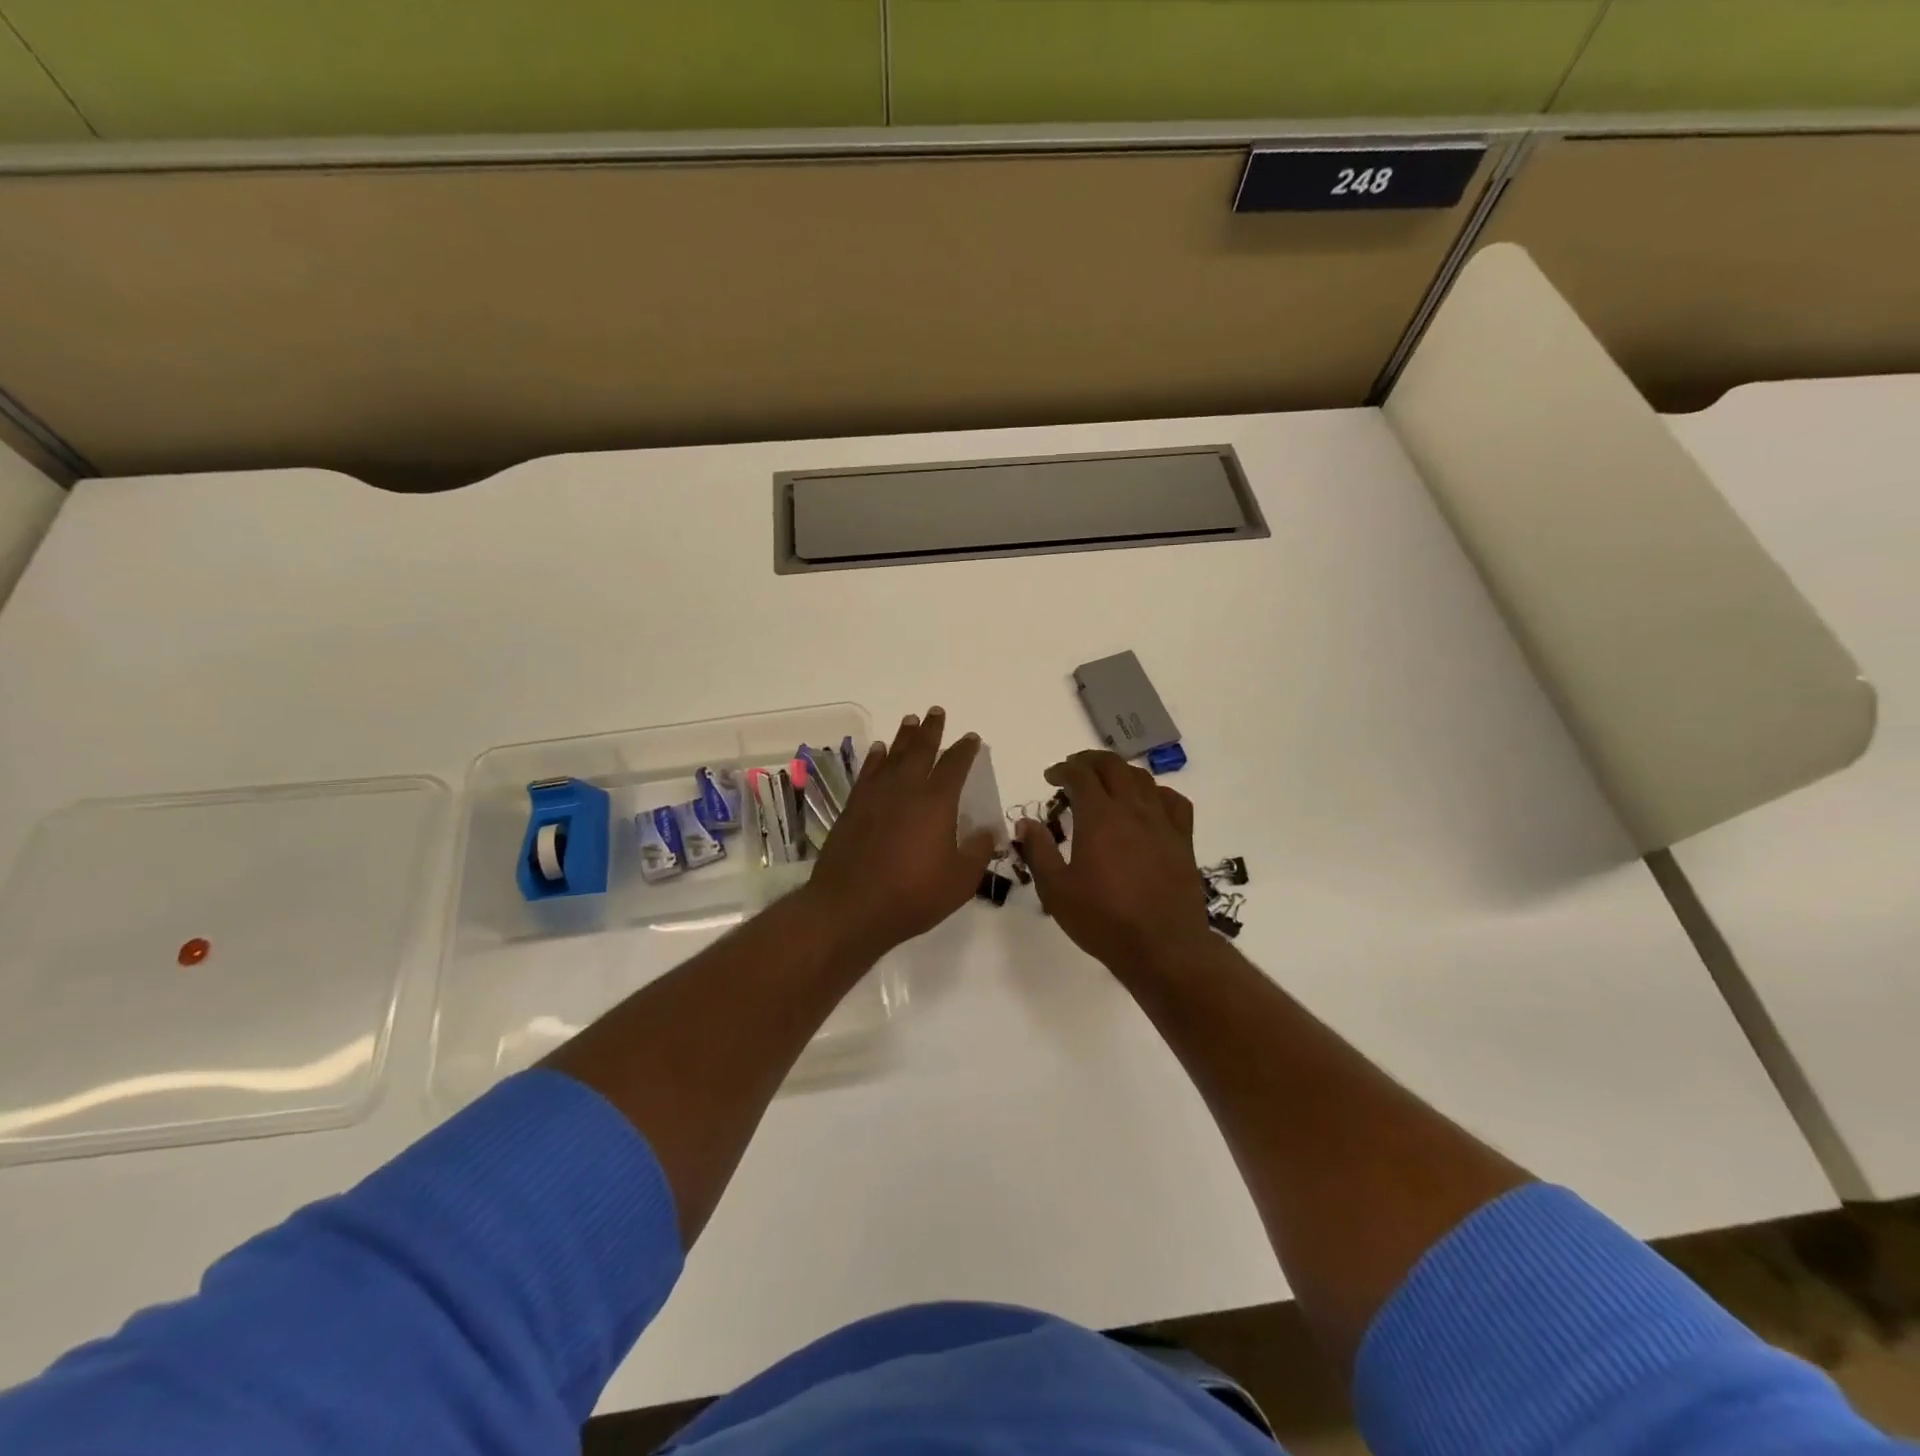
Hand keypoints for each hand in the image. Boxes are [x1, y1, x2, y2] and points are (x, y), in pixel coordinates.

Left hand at [802, 707, 998, 962]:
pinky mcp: (853, 807)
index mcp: (937, 802)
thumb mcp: (960, 881)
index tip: (971, 738)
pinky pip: (868, 772)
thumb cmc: (912, 896)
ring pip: (893, 756)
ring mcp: (876, 796)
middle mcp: (906, 789)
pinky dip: (875, 758)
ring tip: (910, 721)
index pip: (955, 766)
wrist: (850, 908)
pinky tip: (878, 751)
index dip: (965, 750)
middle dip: (931, 730)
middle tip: (936, 712)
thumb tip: (988, 831)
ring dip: (904, 737)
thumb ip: (977, 851)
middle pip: (921, 750)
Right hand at [1016, 750, 1211, 979]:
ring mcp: (1162, 822)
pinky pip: (1173, 801)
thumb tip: (1027, 823)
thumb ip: (1039, 851)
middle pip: (1113, 766)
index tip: (1050, 778)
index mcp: (1099, 817)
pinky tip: (1148, 804)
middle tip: (1074, 771)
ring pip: (1142, 779)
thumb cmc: (1103, 920)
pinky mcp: (1183, 839)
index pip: (1081, 774)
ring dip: (1120, 773)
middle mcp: (1132, 809)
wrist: (1163, 947)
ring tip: (1106, 784)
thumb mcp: (1056, 890)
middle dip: (1089, 761)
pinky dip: (1156, 793)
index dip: (1063, 769)